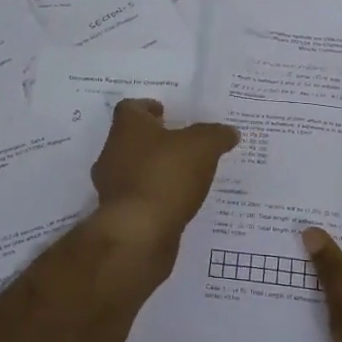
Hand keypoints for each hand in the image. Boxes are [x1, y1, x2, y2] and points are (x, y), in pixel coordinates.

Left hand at [86, 99, 238, 286]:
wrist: (139, 234)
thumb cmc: (166, 176)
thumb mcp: (203, 146)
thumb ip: (216, 135)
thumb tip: (230, 132)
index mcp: (127, 128)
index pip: (130, 108)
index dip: (147, 107)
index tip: (164, 112)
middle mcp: (112, 153)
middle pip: (129, 139)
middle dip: (152, 140)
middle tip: (179, 143)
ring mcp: (111, 186)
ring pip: (132, 169)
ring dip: (153, 170)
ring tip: (182, 175)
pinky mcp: (118, 215)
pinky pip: (138, 197)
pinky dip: (154, 196)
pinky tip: (176, 202)